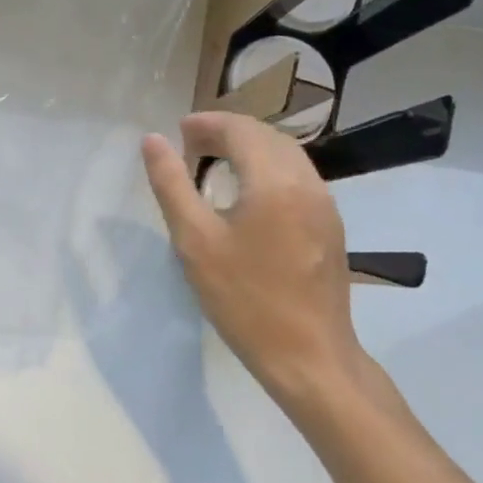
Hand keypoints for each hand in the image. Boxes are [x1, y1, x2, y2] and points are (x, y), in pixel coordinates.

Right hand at [140, 112, 363, 410]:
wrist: (310, 358)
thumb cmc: (244, 300)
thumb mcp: (194, 241)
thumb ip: (171, 184)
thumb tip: (152, 140)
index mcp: (274, 182)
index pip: (240, 130)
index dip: (206, 124)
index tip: (177, 133)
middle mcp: (306, 182)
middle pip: (266, 135)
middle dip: (226, 131)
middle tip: (189, 144)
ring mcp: (325, 204)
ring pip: (285, 153)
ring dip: (248, 146)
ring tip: (213, 160)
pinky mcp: (330, 225)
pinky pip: (297, 175)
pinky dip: (267, 167)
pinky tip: (247, 190)